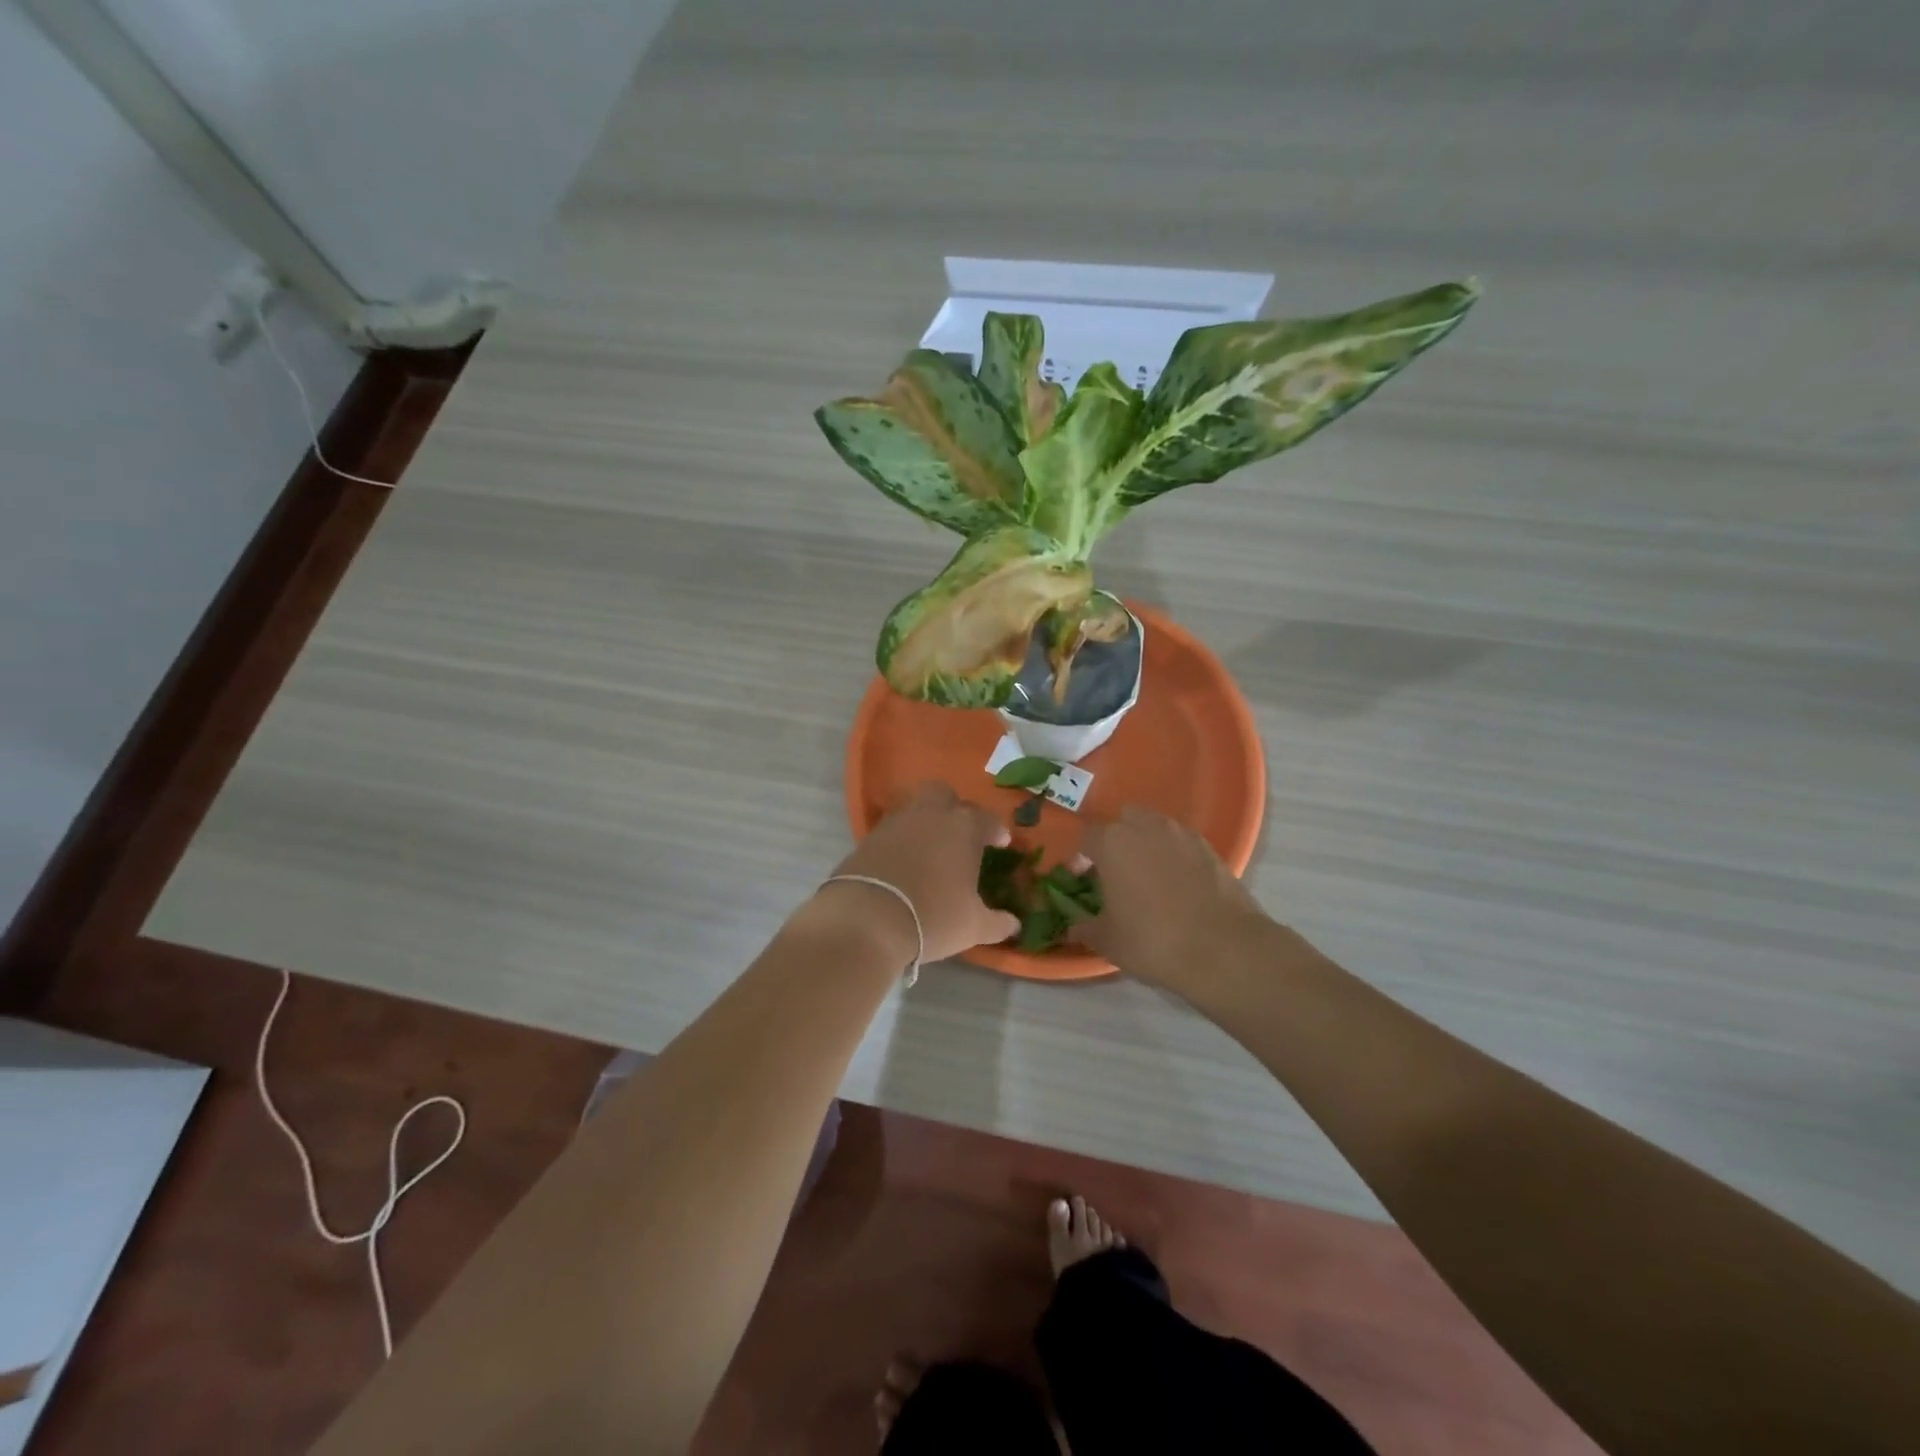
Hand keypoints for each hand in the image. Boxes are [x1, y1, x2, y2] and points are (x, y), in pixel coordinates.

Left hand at [813, 783, 1020, 962]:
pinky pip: (892, 828)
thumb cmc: (933, 916)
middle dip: (955, 809)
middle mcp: (931, 814)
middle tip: (960, 834)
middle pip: (945, 795)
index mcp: (964, 827)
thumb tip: (1015, 924)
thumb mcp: (973, 926)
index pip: (988, 820)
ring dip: (925, 821)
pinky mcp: (868, 836)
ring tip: (930, 847)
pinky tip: (904, 860)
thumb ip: (997, 922)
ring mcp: (896, 821)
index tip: (1001, 843)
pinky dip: (901, 838)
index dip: (997, 831)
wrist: (867, 919)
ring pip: (915, 807)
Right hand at [1076, 806, 1267, 992]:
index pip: (1087, 837)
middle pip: (1123, 821)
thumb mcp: (1109, 941)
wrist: (1224, 949)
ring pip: (1155, 827)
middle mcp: (1145, 828)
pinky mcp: (1210, 848)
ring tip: (1149, 876)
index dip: (1081, 857)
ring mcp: (1181, 835)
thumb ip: (1086, 928)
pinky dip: (1175, 855)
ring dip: (1147, 843)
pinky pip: (1182, 843)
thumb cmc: (1153, 941)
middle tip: (1116, 872)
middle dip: (1116, 840)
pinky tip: (1179, 884)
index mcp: (1112, 843)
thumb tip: (1072, 928)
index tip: (1083, 879)